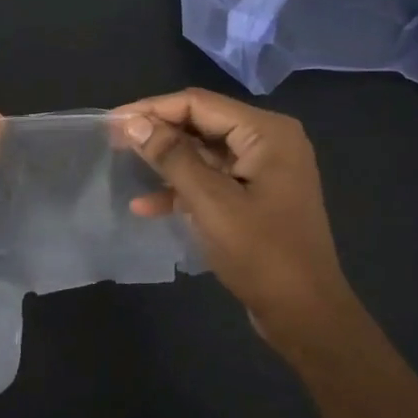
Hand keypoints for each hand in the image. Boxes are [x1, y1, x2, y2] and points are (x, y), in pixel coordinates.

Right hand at [113, 88, 357, 348]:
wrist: (305, 314)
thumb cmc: (262, 254)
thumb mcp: (211, 202)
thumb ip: (172, 157)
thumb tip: (133, 123)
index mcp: (267, 133)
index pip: (198, 104)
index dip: (152, 109)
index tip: (112, 122)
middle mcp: (268, 142)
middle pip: (201, 124)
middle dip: (157, 133)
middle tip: (113, 142)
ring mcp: (263, 170)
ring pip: (203, 153)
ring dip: (166, 162)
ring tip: (124, 167)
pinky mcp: (254, 196)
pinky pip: (212, 180)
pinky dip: (182, 189)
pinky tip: (148, 206)